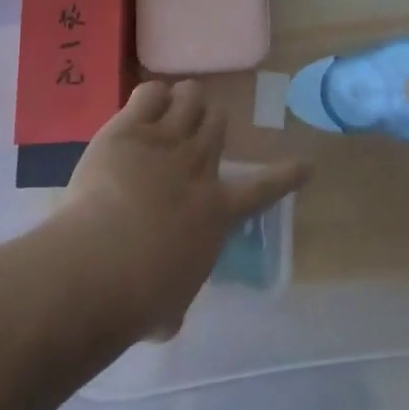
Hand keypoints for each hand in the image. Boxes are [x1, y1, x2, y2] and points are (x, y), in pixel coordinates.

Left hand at [58, 79, 308, 338]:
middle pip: (217, 123)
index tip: (306, 164)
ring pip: (190, 97)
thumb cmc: (140, 299)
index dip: (286, 175)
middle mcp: (198, 166)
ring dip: (185, 99)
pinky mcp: (130, 128)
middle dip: (209, 122)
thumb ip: (176, 297)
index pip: (262, 188)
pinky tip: (145, 105)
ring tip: (174, 105)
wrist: (103, 264)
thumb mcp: (170, 307)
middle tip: (196, 128)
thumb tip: (168, 316)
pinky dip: (152, 95)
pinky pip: (151, 92)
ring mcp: (166, 140)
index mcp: (217, 211)